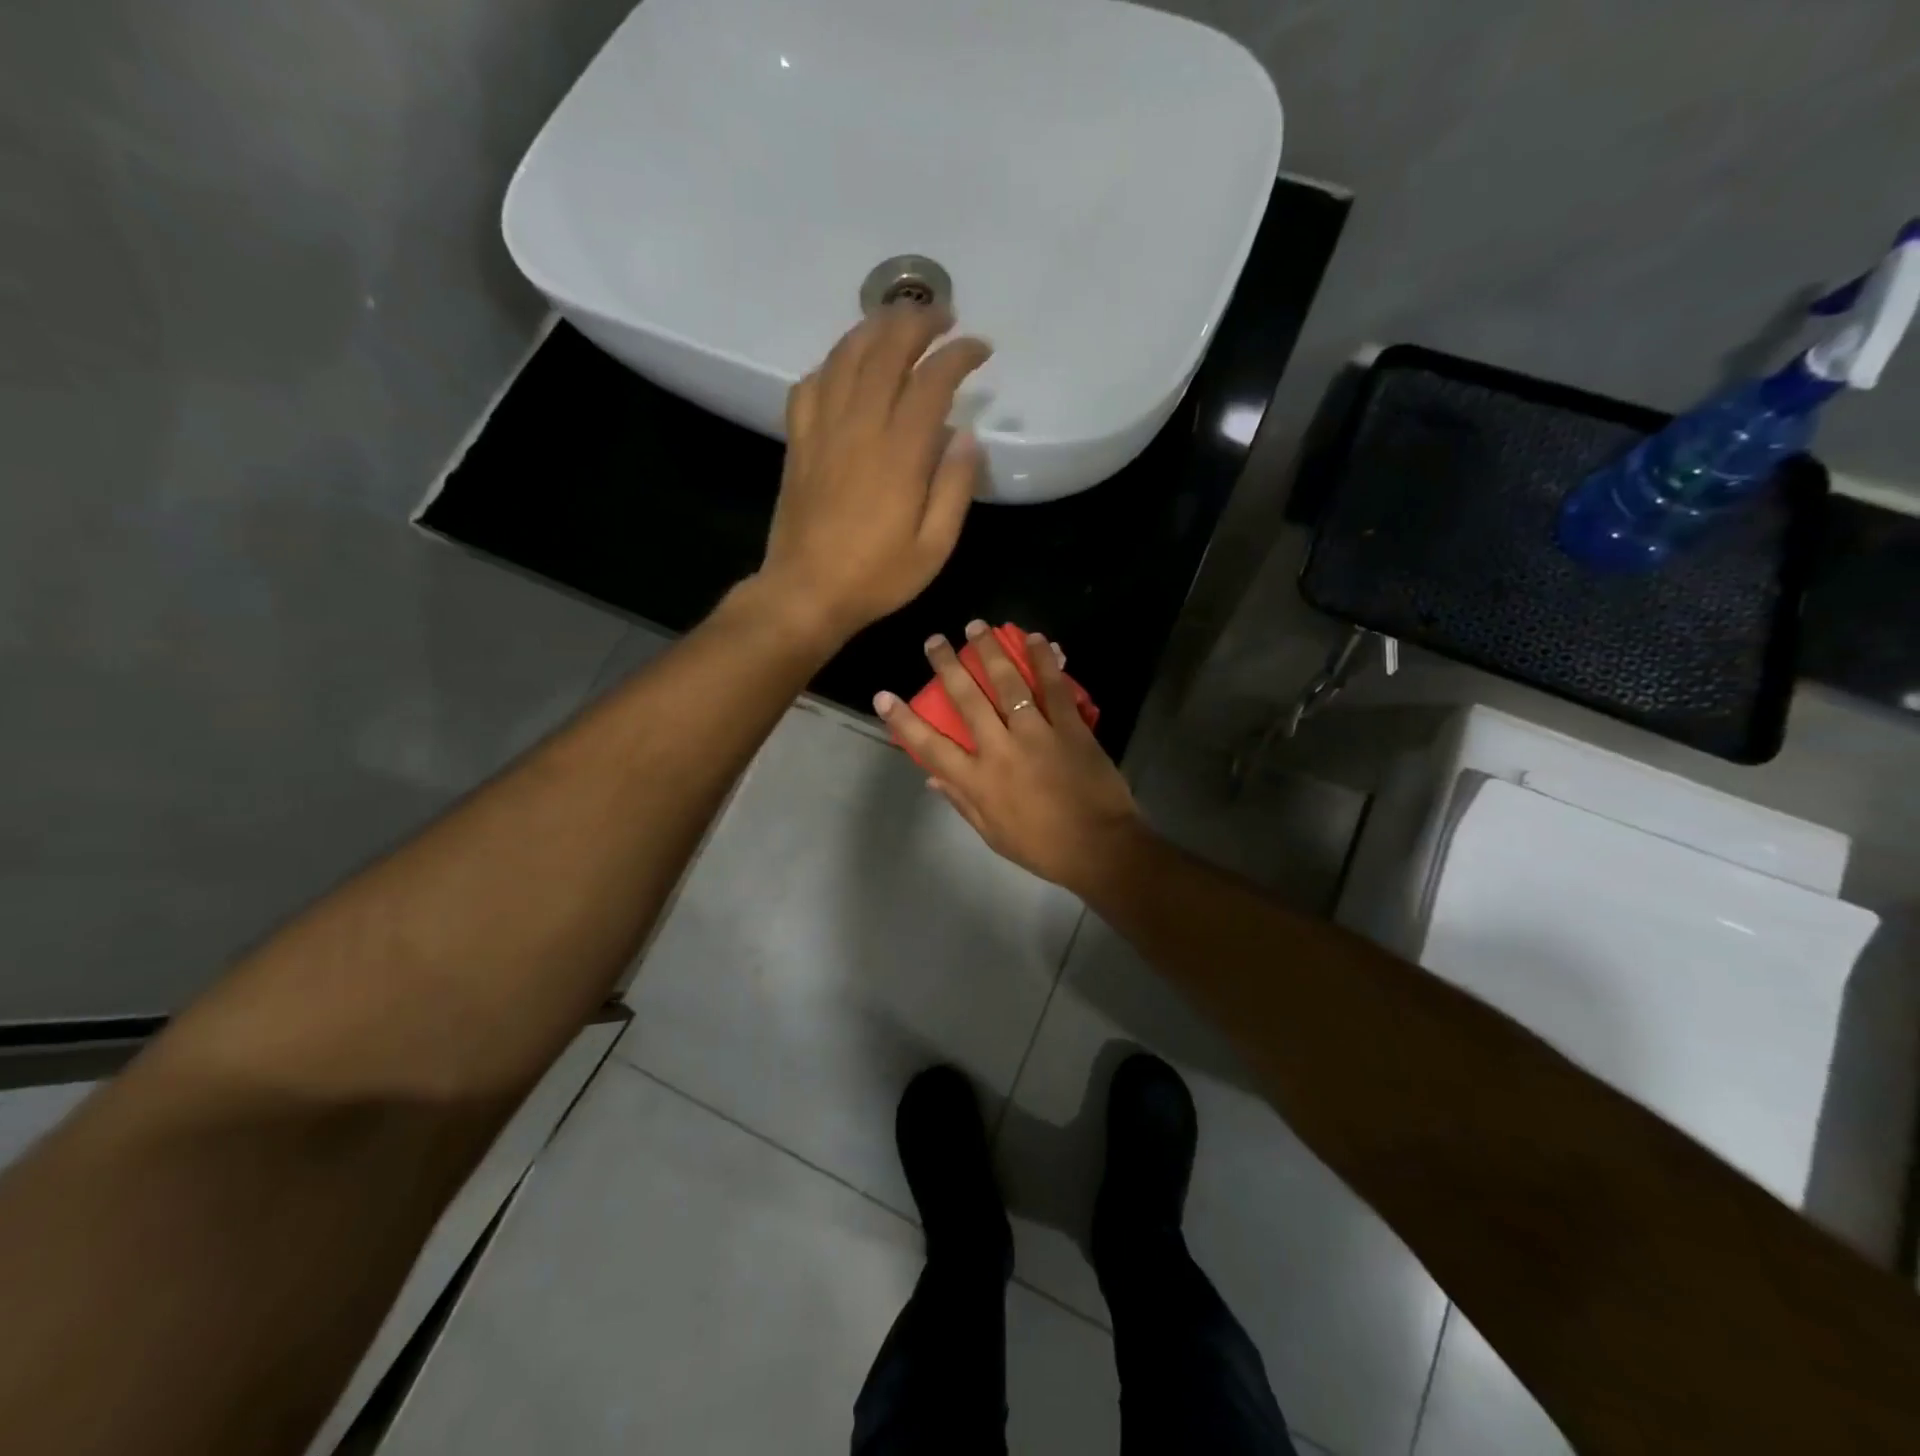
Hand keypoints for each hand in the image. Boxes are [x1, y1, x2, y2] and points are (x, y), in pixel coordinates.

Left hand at [758, 306, 991, 643]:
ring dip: (874, 327)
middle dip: (918, 323)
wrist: (806, 593)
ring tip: (898, 322)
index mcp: (899, 453)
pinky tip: (846, 364)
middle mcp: (859, 427)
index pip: (932, 380)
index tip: (981, 349)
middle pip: (886, 350)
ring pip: (845, 355)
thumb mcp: (934, 547)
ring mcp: (822, 430)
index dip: (959, 355)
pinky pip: (810, 383)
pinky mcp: (798, 442)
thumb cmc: (877, 577)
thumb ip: (955, 488)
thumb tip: (968, 436)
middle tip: (943, 319)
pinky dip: (832, 363)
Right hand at [875, 620, 1143, 895]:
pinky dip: (1044, 660)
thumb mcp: (992, 834)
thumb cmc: (1042, 847)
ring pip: (1008, 683)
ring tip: (977, 626)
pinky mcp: (1070, 726)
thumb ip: (962, 802)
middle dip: (947, 666)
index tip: (884, 696)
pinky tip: (1036, 638)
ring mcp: (1037, 734)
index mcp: (978, 781)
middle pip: (967, 700)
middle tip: (935, 640)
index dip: (904, 720)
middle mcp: (1001, 750)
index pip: (929, 746)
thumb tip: (932, 779)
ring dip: (990, 651)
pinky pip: (1054, 687)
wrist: (1099, 847)